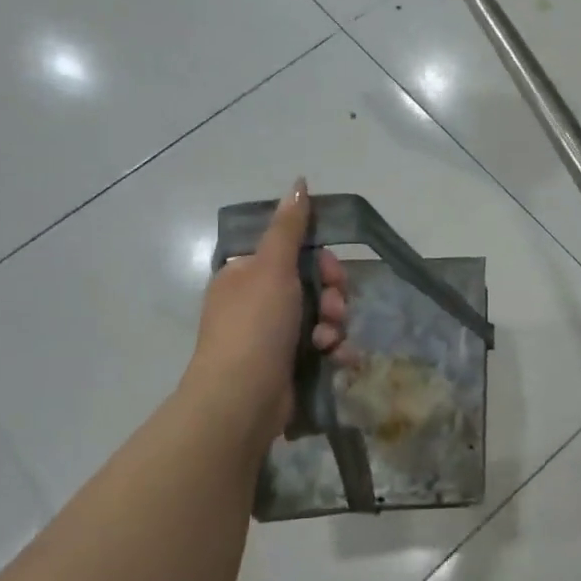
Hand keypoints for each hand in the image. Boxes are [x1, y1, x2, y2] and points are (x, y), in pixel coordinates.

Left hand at [189, 179, 354, 442]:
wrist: (242, 398)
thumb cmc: (255, 325)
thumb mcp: (272, 267)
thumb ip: (289, 227)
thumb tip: (298, 182)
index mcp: (246, 275)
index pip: (293, 254)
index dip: (320, 260)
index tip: (329, 270)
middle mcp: (257, 302)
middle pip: (313, 285)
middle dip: (332, 295)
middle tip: (334, 308)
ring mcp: (272, 336)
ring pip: (322, 316)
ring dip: (334, 324)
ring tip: (329, 340)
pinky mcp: (288, 365)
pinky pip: (322, 346)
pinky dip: (334, 350)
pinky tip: (339, 358)